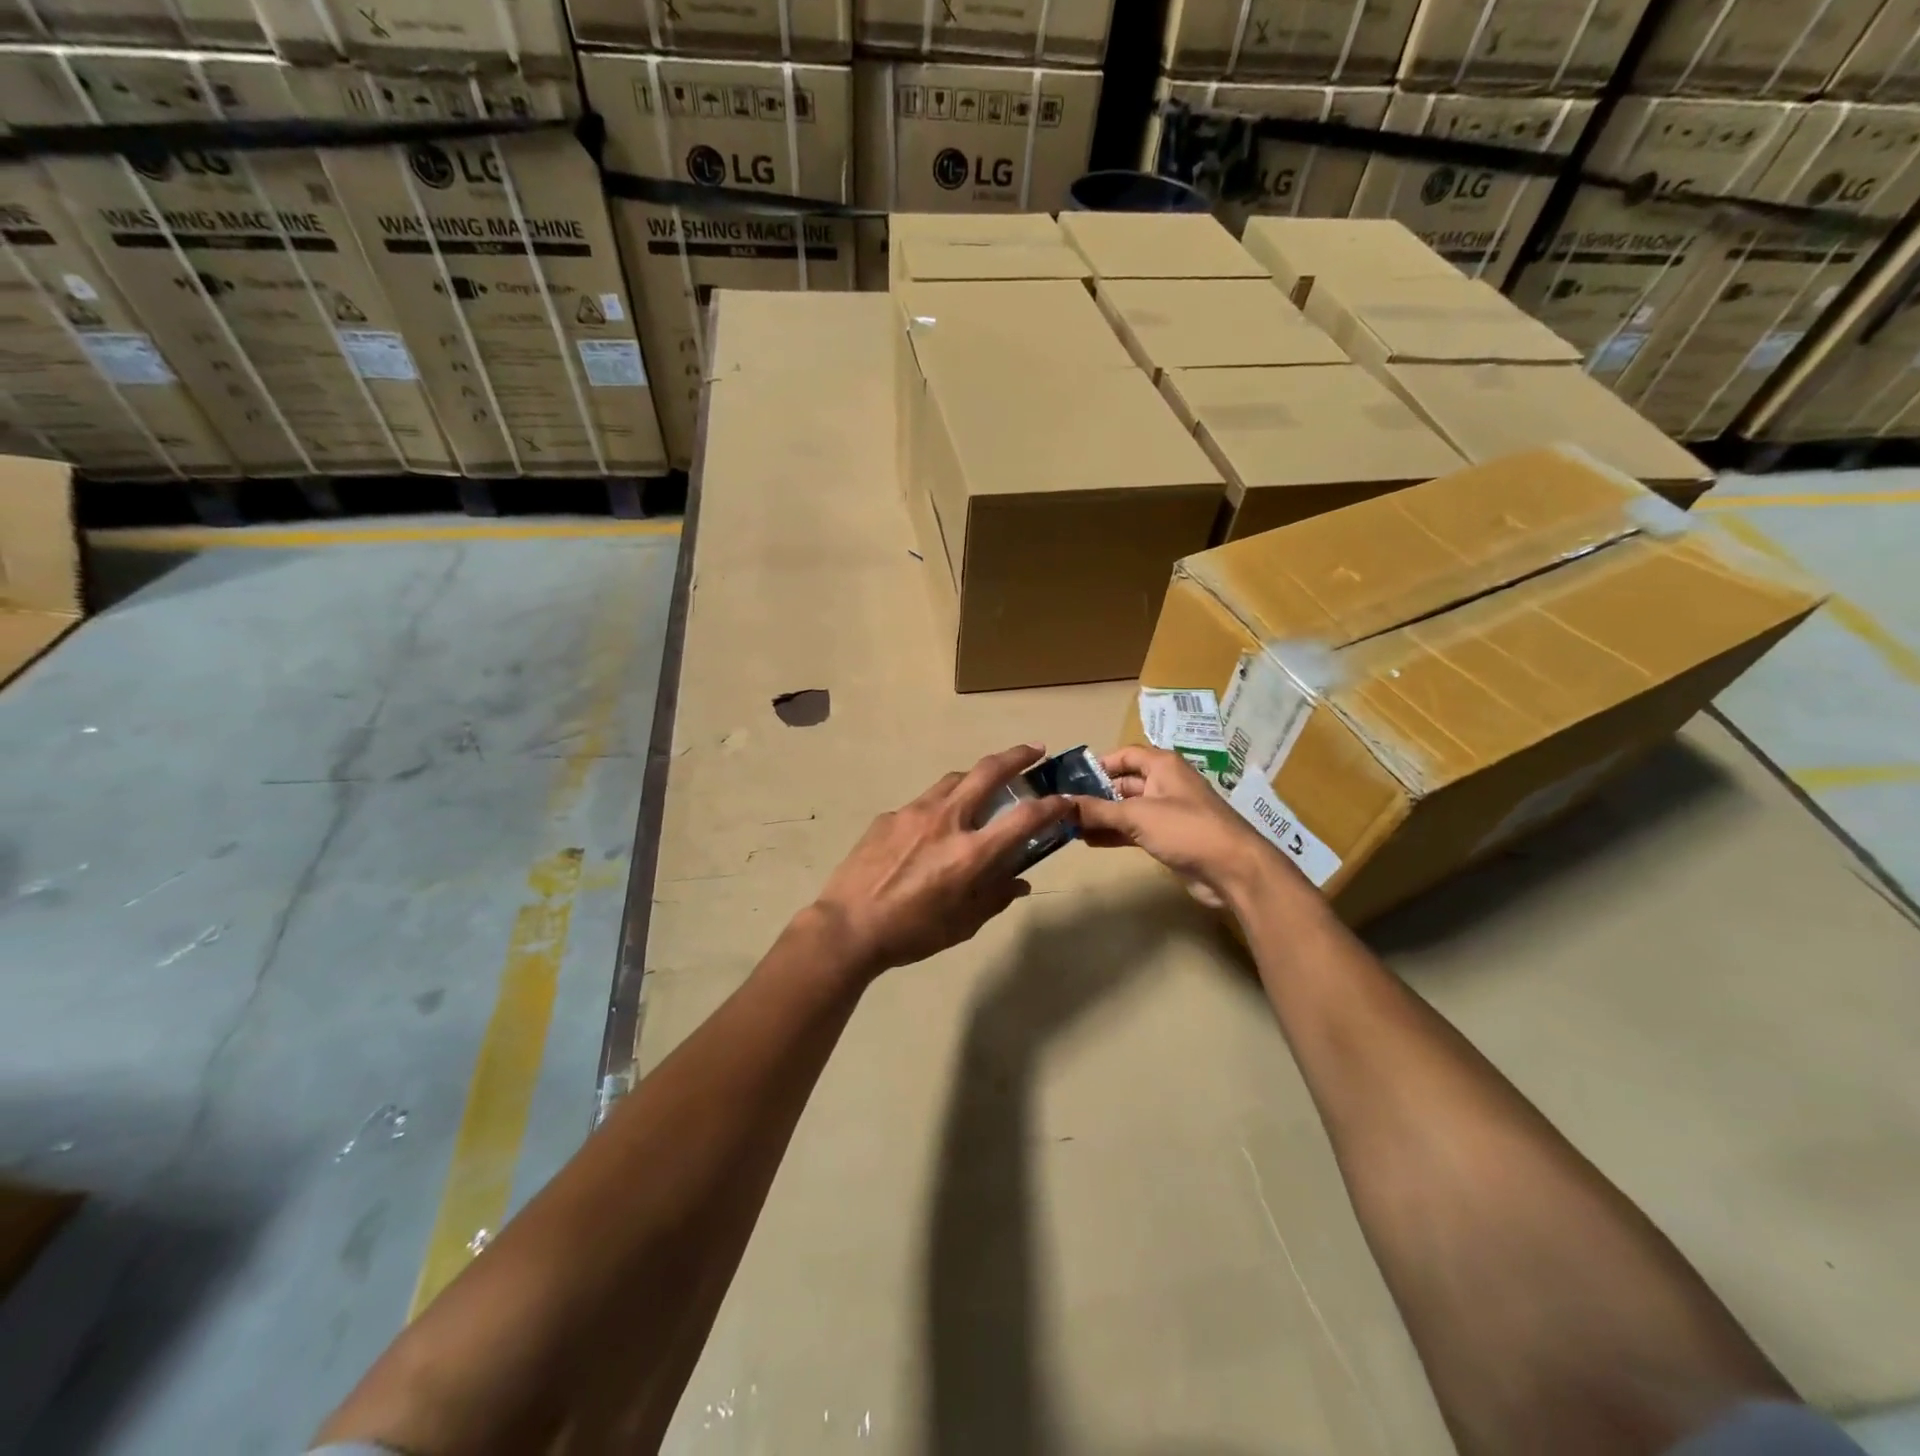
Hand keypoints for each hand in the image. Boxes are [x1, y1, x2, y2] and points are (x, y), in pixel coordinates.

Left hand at [810, 744, 1070, 977]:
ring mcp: (914, 812)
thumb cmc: (911, 933)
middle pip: (987, 772)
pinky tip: (932, 829)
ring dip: (976, 776)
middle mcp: (947, 820)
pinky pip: (923, 803)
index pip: (1024, 817)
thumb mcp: (963, 924)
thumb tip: (1018, 882)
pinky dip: (940, 807)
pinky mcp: (889, 816)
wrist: (847, 927)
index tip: (1065, 800)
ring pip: (953, 780)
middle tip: (1034, 751)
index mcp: (971, 852)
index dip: (1052, 806)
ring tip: (985, 785)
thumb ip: (994, 897)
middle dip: (1017, 756)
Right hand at [1074, 745, 1284, 908]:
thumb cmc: (1186, 829)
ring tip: (1070, 826)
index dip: (1099, 764)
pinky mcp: (1169, 837)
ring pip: (1127, 809)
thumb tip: (1063, 804)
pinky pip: (1135, 830)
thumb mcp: (1137, 815)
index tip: (1070, 779)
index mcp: (1162, 766)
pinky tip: (1090, 841)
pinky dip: (1114, 833)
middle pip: (1124, 783)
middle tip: (1064, 807)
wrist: (1233, 869)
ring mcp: (1168, 812)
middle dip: (1095, 794)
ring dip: (1102, 817)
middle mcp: (1165, 784)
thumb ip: (1098, 810)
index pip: (1125, 755)